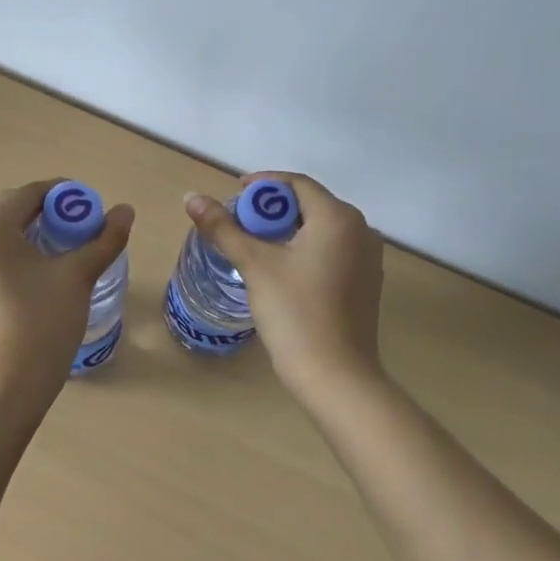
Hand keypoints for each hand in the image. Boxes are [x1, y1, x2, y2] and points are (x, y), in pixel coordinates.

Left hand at [0, 179, 134, 423]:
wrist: (4, 390)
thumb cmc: (40, 324)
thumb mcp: (77, 276)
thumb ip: (104, 240)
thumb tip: (126, 211)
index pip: (31, 192)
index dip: (66, 195)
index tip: (94, 209)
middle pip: (15, 210)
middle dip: (52, 214)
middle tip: (85, 231)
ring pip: (5, 235)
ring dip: (38, 235)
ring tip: (71, 252)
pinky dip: (21, 256)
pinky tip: (46, 276)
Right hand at [183, 172, 384, 402]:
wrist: (336, 377)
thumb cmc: (294, 312)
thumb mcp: (254, 264)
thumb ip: (222, 227)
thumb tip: (191, 197)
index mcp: (338, 217)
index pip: (297, 183)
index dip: (263, 184)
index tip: (235, 196)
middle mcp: (361, 230)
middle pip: (311, 204)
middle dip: (273, 209)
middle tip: (240, 224)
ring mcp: (368, 259)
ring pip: (322, 228)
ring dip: (289, 229)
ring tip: (256, 246)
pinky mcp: (366, 284)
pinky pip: (333, 250)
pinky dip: (306, 249)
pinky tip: (283, 270)